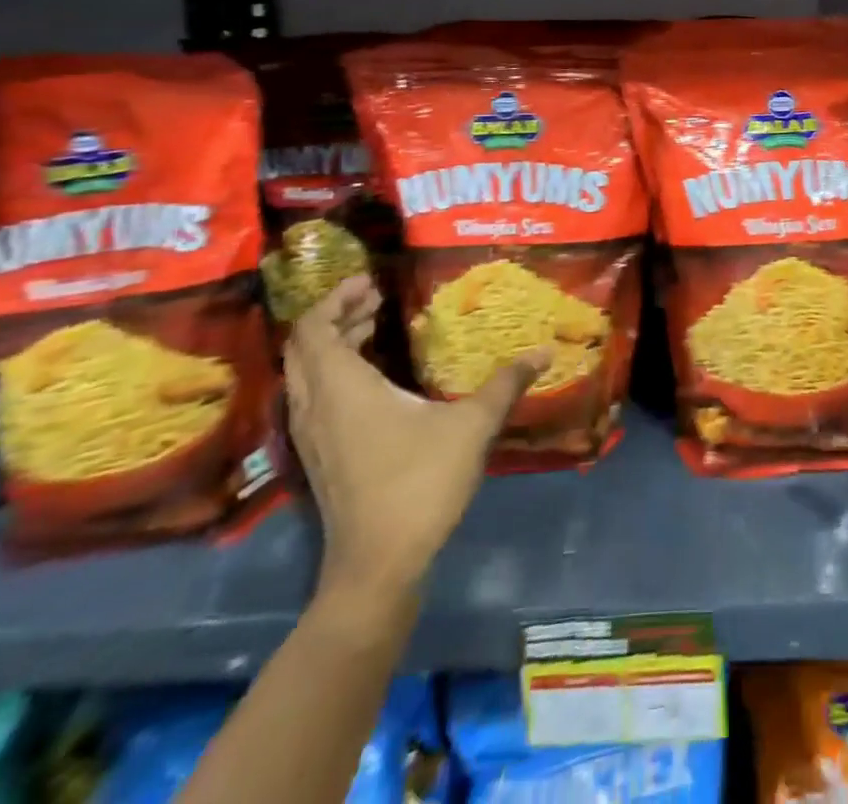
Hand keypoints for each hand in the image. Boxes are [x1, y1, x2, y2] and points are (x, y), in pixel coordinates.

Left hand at [284, 276, 544, 620]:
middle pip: (304, 348)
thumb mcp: (471, 426)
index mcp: (342, 389)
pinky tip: (373, 380)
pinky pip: (314, 398)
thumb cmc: (419, 483)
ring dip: (333, 345)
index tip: (370, 281)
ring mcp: (313, 436)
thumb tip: (543, 351)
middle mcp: (316, 407)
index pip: (315, 329)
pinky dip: (334, 373)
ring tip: (372, 328)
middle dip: (336, 316)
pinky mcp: (321, 458)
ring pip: (306, 375)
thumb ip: (505, 384)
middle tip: (375, 299)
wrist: (377, 566)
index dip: (336, 298)